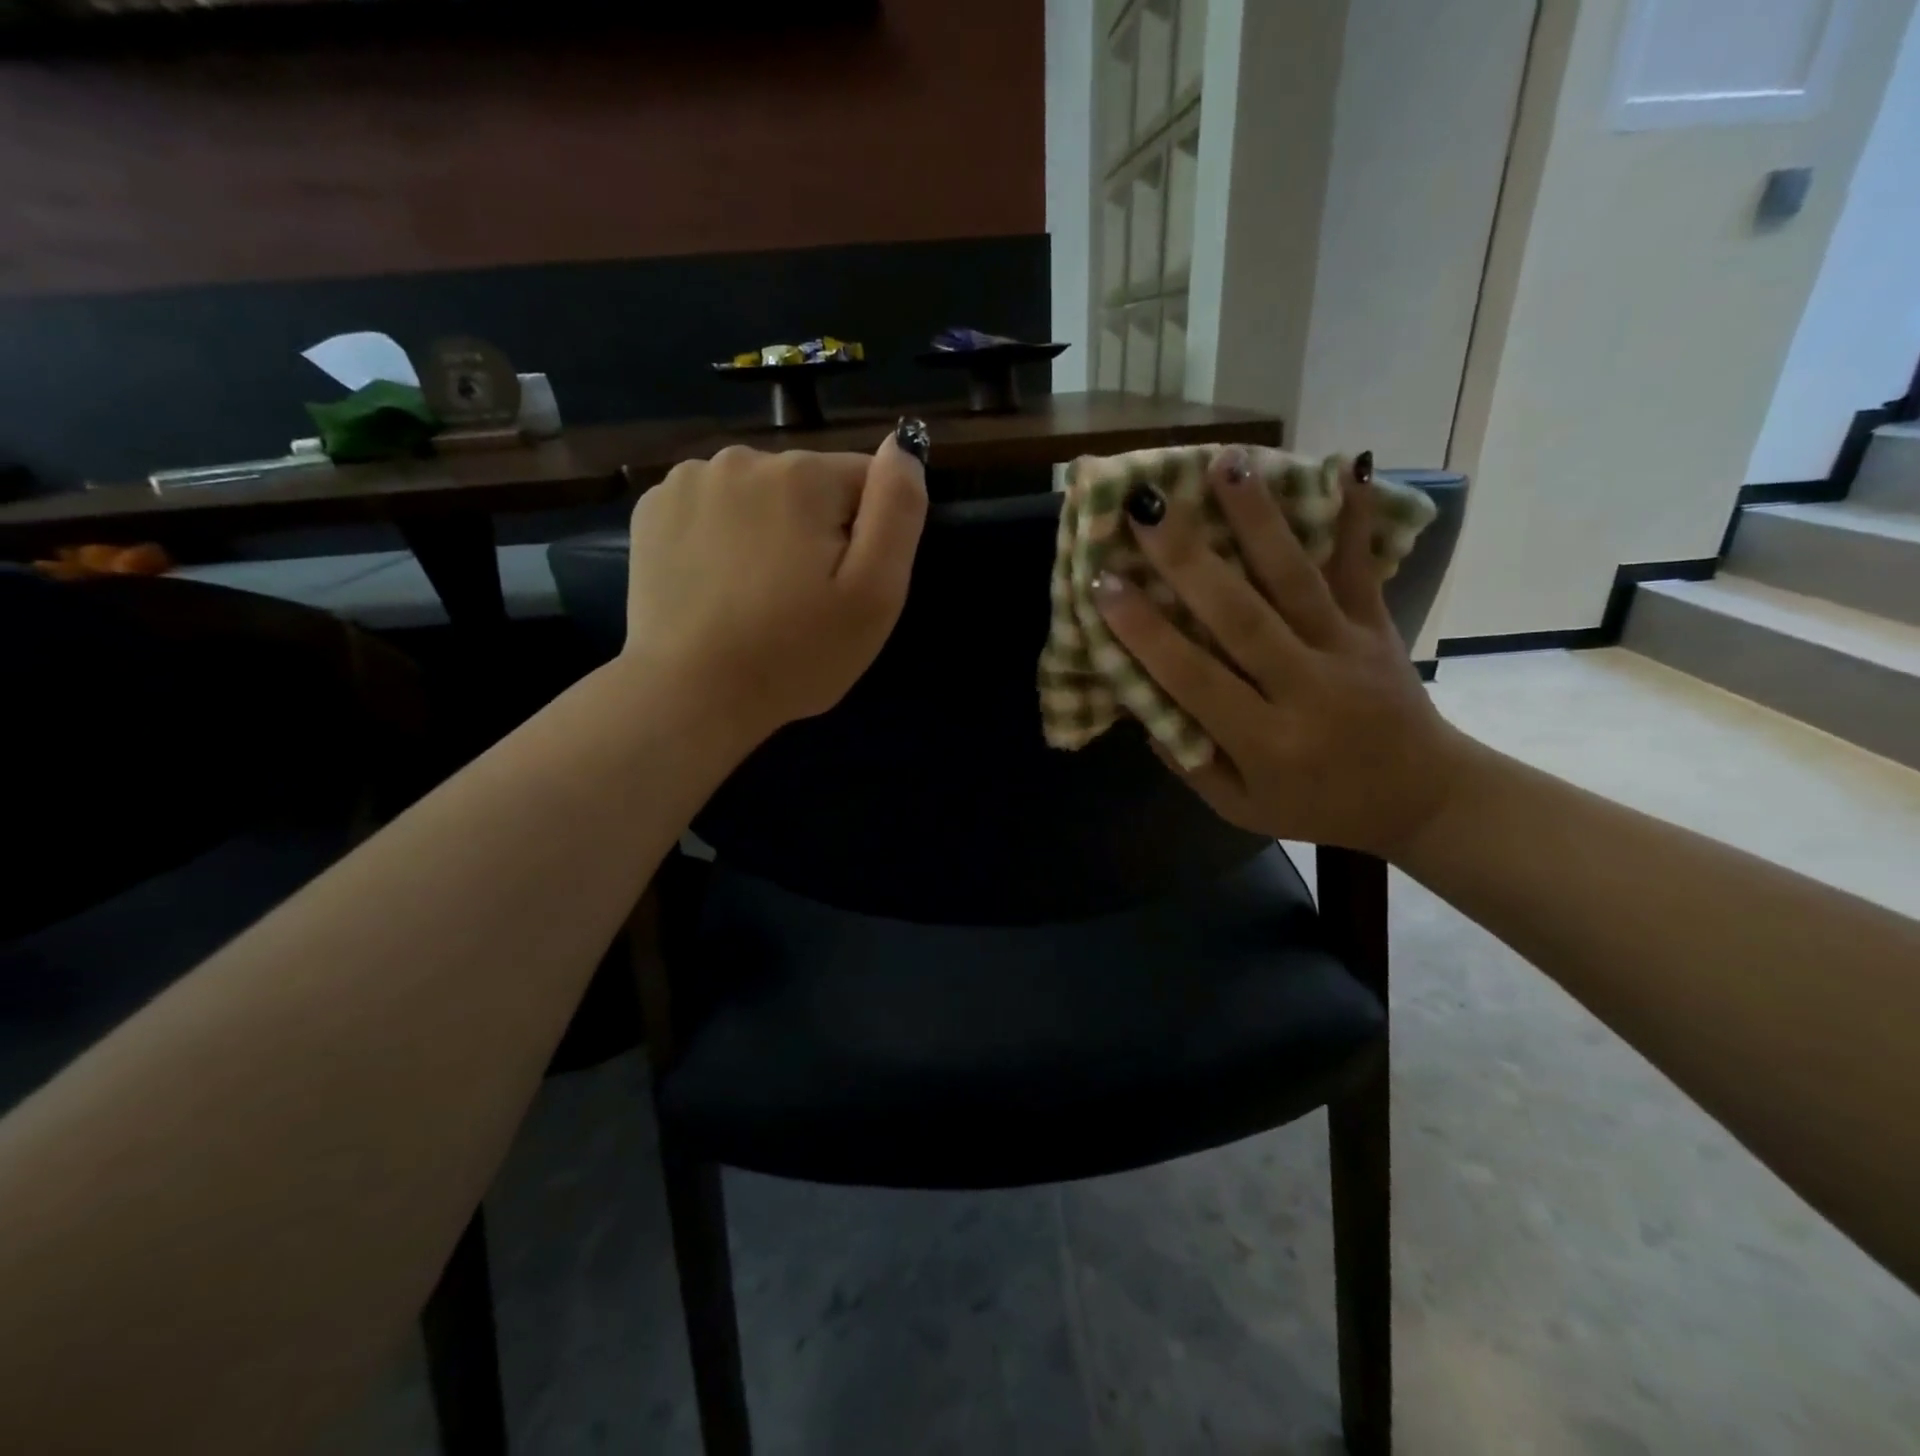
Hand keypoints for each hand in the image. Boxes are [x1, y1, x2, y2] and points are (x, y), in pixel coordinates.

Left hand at [619, 421, 928, 741]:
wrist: (692, 694)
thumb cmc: (796, 652)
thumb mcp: (874, 593)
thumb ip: (898, 510)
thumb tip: (902, 445)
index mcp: (803, 475)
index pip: (865, 481)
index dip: (866, 536)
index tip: (845, 586)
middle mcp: (742, 458)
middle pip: (808, 485)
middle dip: (816, 530)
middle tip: (803, 599)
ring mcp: (688, 480)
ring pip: (758, 495)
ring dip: (768, 530)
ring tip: (758, 596)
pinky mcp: (652, 509)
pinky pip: (711, 509)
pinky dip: (721, 536)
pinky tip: (718, 584)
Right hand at [1093, 447, 1469, 858]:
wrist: (1423, 799)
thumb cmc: (1318, 806)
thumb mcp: (1241, 808)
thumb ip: (1189, 762)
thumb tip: (1139, 702)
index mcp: (1265, 742)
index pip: (1194, 678)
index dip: (1146, 631)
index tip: (1105, 583)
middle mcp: (1306, 689)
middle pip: (1241, 616)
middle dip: (1188, 559)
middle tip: (1146, 507)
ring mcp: (1347, 650)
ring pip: (1296, 579)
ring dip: (1258, 519)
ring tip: (1224, 464)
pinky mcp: (1378, 627)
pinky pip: (1363, 569)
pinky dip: (1355, 517)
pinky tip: (1348, 463)